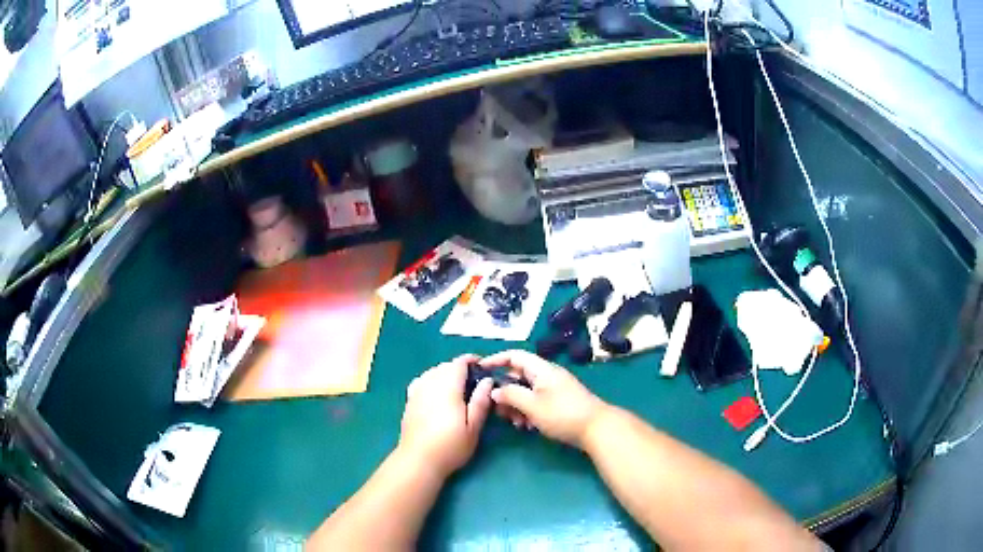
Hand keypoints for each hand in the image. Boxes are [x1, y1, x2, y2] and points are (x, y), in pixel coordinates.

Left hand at [398, 355, 493, 477]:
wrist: (419, 460)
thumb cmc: (451, 446)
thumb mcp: (473, 427)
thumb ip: (480, 401)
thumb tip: (487, 381)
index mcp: (448, 388)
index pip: (458, 363)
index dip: (471, 360)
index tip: (482, 365)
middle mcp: (430, 384)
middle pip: (445, 366)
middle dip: (459, 368)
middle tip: (474, 381)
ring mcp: (417, 392)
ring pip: (432, 372)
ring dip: (445, 373)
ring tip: (456, 386)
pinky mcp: (409, 401)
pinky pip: (421, 381)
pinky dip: (431, 380)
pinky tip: (435, 392)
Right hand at [481, 350, 607, 448]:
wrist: (596, 428)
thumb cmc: (562, 414)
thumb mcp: (532, 405)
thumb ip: (511, 395)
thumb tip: (494, 390)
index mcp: (541, 369)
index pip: (514, 356)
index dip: (496, 360)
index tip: (480, 369)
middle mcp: (547, 375)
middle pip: (518, 376)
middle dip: (505, 391)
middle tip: (496, 409)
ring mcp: (554, 389)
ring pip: (526, 391)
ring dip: (515, 405)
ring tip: (513, 422)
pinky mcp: (558, 403)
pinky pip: (536, 402)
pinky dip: (527, 411)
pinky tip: (526, 426)